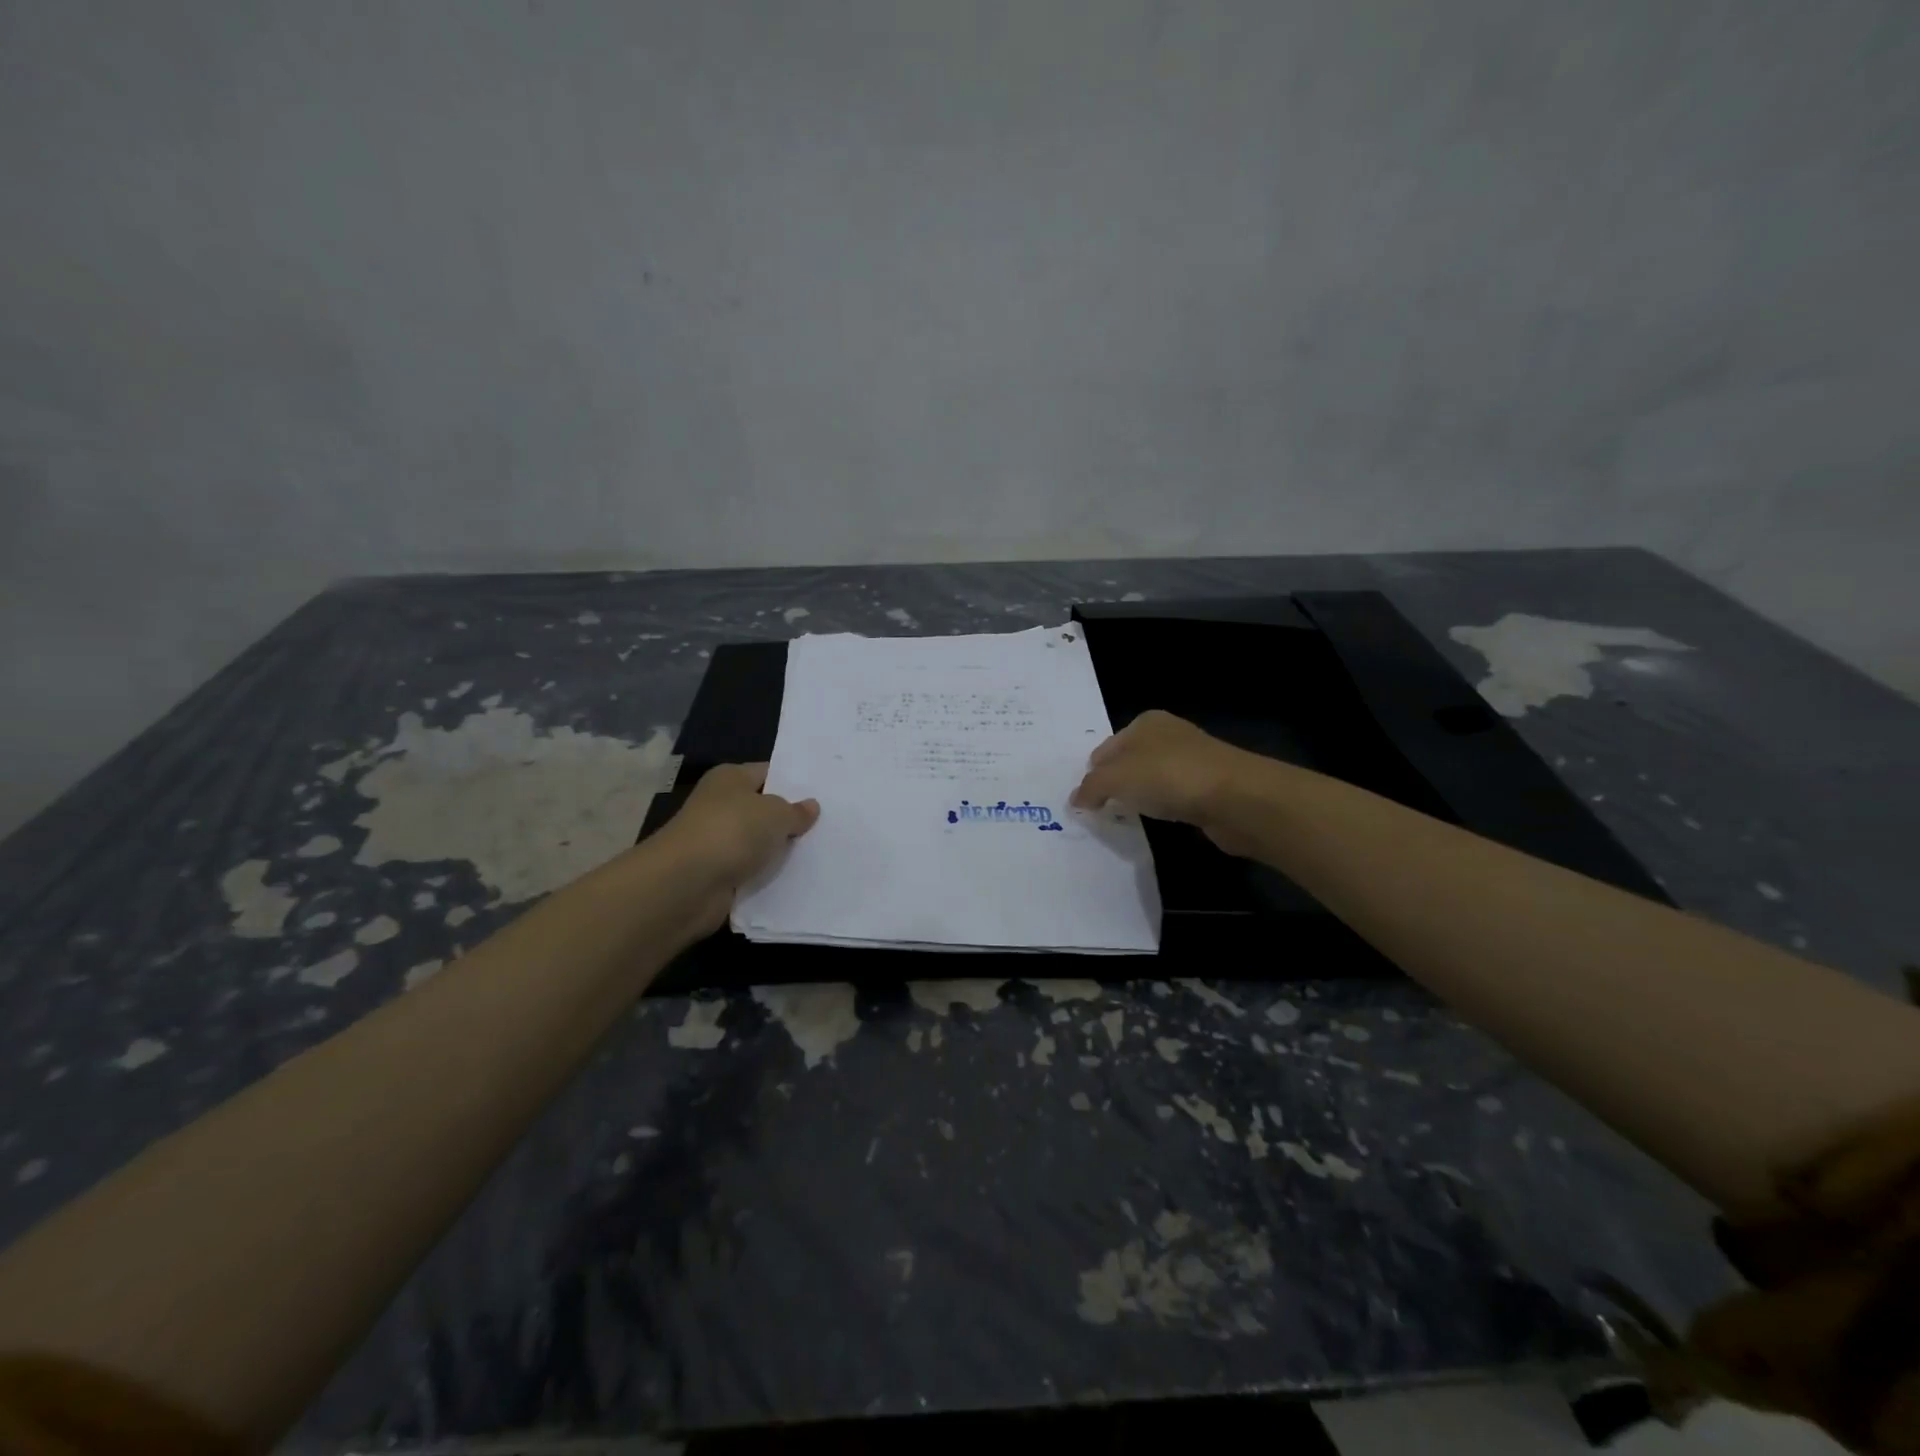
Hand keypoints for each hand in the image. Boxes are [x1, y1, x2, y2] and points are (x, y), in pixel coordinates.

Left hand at [654, 763, 818, 926]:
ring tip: (822, 853)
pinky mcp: (717, 874)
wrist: (687, 884)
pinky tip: (798, 878)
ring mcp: (717, 841)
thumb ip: (796, 811)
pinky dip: (768, 876)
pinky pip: (752, 871)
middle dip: (791, 819)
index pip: (768, 773)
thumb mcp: (776, 813)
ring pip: (759, 843)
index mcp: (730, 778)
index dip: (795, 782)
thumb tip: (811, 806)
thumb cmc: (733, 831)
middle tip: (830, 824)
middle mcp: (720, 805)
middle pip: (764, 810)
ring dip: (780, 851)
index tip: (825, 794)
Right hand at [1070, 711, 1259, 855]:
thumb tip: (1076, 799)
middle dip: (1114, 785)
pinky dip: (1163, 808)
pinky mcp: (1208, 786)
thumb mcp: (1117, 778)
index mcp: (1145, 722)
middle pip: (1128, 763)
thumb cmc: (1169, 776)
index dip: (1093, 774)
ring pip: (1151, 780)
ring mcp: (1191, 760)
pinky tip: (1158, 821)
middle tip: (1100, 813)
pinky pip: (1173, 797)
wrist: (1236, 797)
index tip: (1085, 802)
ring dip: (1139, 798)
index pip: (1105, 749)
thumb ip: (1091, 787)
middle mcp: (1168, 735)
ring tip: (1126, 819)